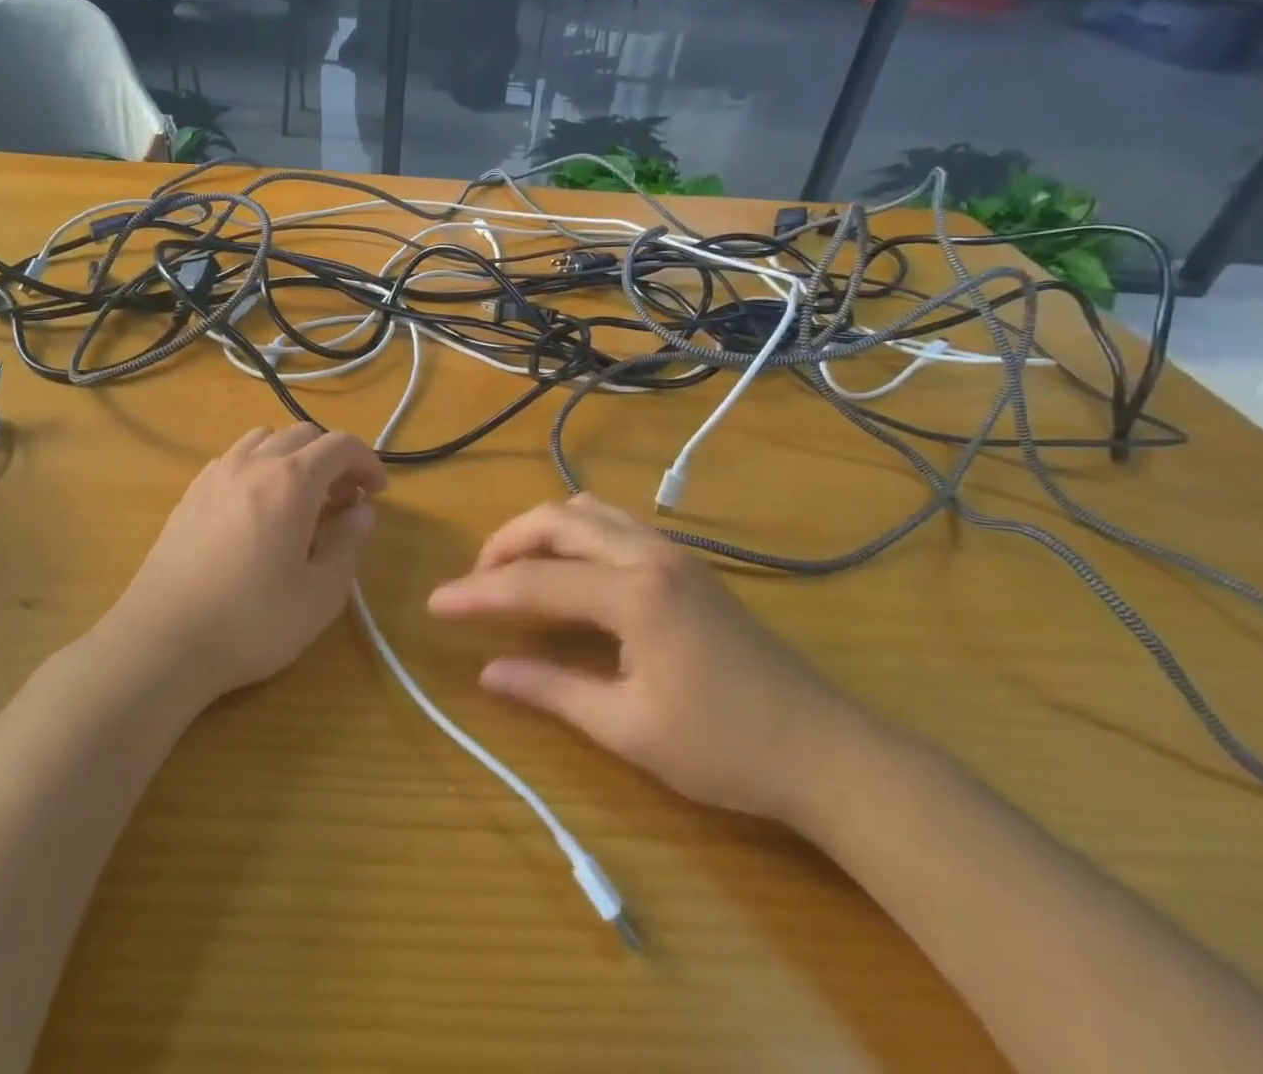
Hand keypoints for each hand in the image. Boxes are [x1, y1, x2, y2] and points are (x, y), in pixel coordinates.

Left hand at [107, 424, 386, 705]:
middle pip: (303, 434)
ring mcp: (215, 475)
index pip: (340, 445)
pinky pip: (234, 459)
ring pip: (264, 439)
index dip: (367, 462)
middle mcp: (252, 464)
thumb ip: (348, 544)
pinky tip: (259, 507)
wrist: (162, 642)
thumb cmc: (252, 622)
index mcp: (291, 481)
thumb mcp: (320, 594)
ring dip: (294, 456)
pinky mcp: (190, 494)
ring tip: (302, 497)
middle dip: (333, 457)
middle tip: (345, 498)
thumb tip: (361, 512)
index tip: (377, 492)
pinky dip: (260, 466)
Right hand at [428, 495, 865, 825]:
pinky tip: (570, 573)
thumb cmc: (725, 748)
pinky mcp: (686, 564)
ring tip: (517, 571)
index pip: (534, 582)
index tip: (436, 603)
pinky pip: (615, 524)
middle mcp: (648, 554)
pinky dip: (576, 534)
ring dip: (543, 532)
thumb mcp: (628, 729)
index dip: (479, 593)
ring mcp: (672, 553)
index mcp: (633, 592)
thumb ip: (551, 690)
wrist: (826, 752)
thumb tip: (488, 671)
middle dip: (506, 543)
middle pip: (557, 521)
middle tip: (476, 582)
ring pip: (588, 511)